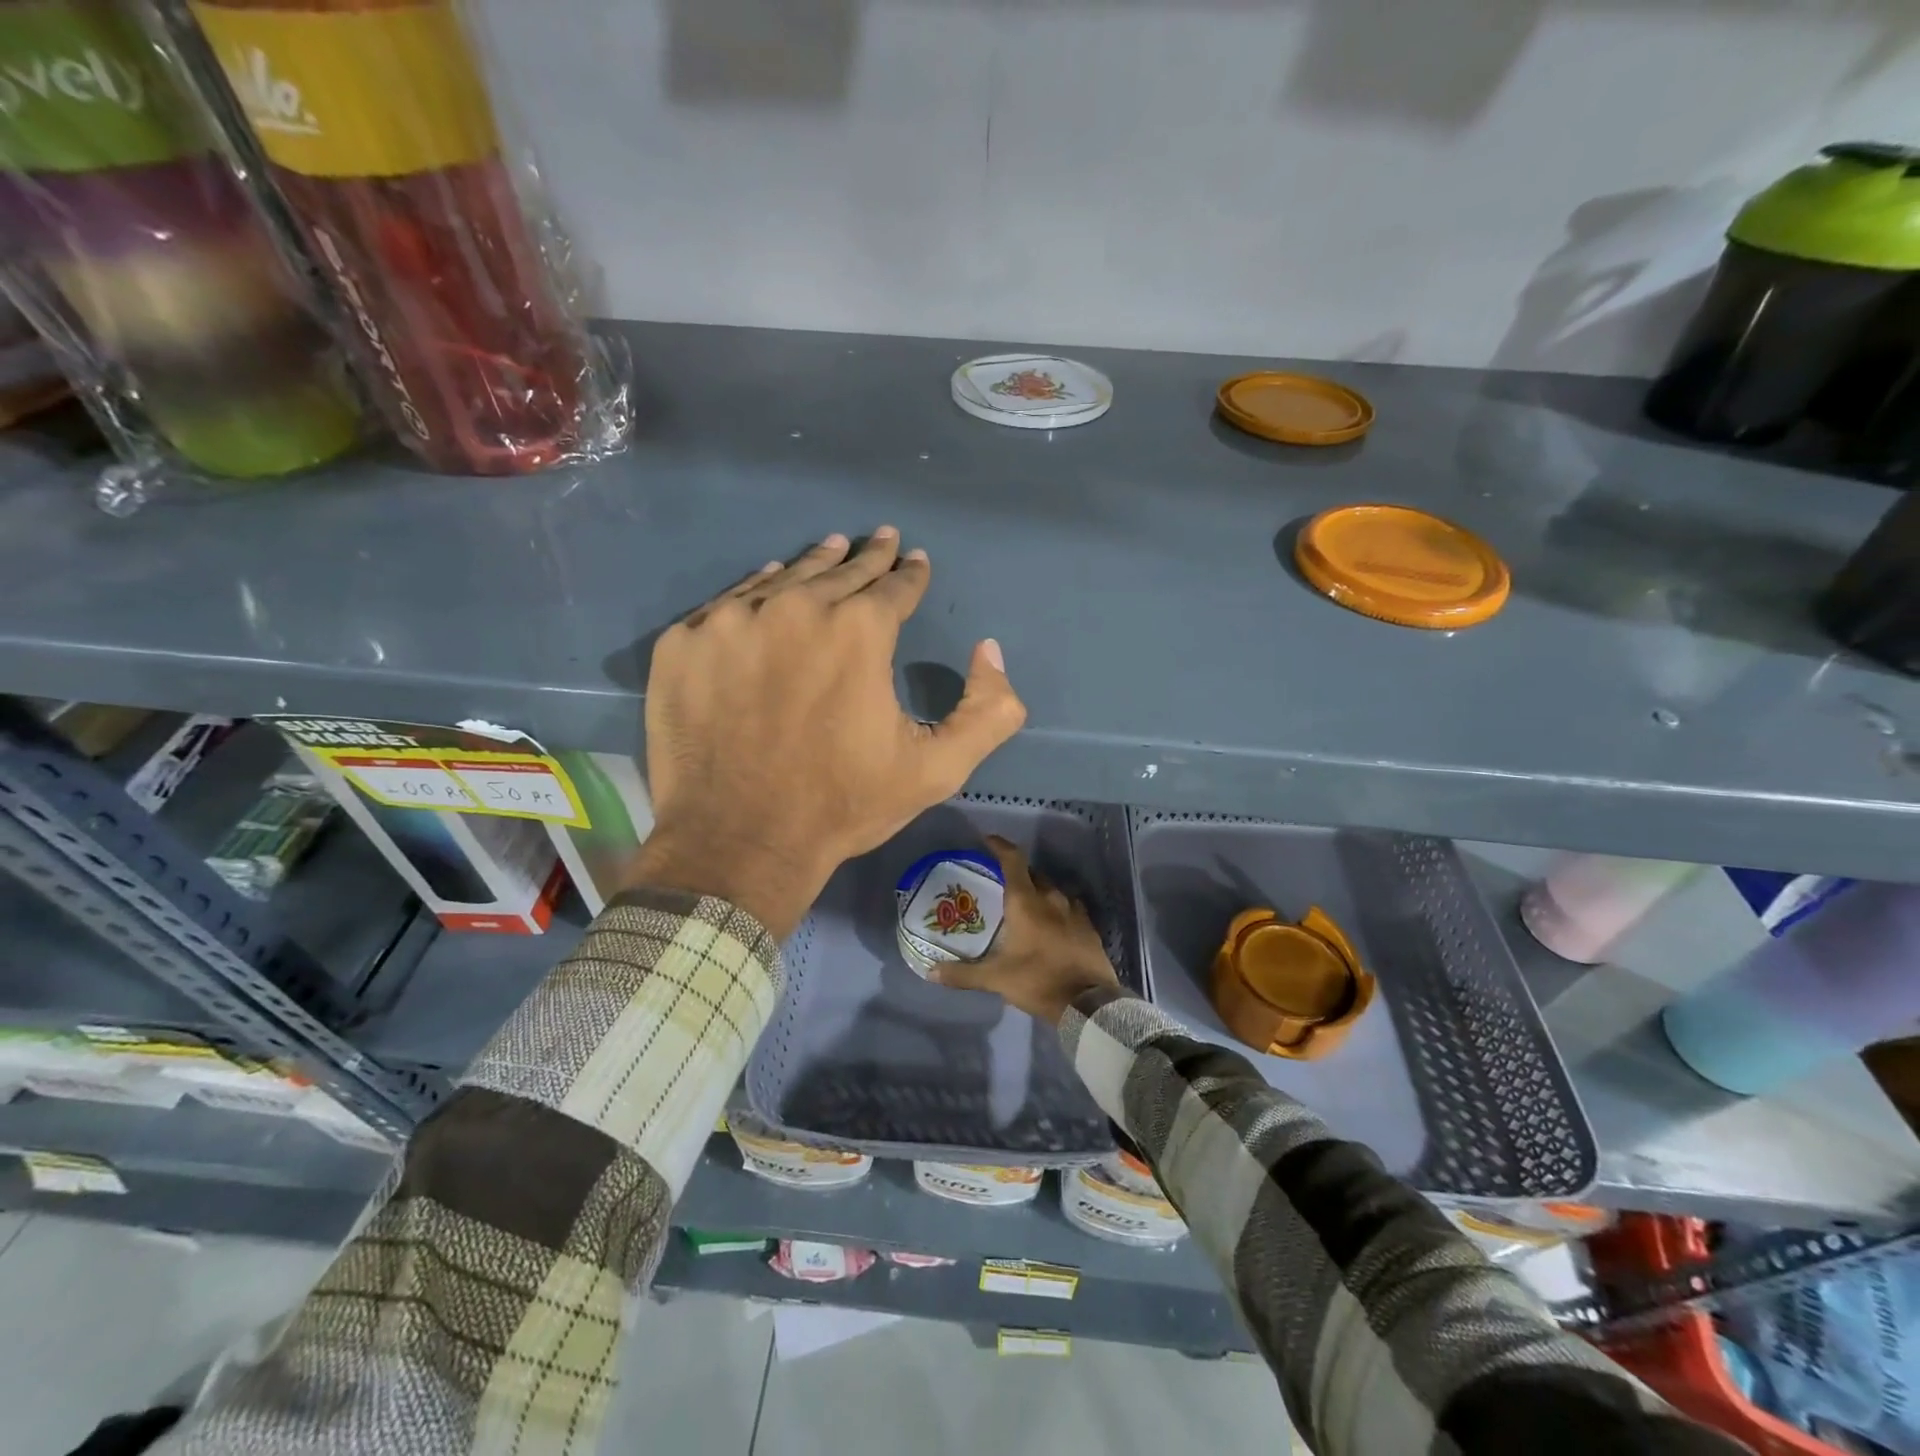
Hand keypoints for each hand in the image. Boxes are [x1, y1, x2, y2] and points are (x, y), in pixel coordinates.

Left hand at [629, 528, 1027, 938]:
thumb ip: (988, 710)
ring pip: (783, 579)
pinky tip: (768, 585)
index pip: (894, 586)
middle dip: (867, 557)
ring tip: (830, 547)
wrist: (738, 842)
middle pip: (840, 572)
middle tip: (880, 538)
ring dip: (814, 565)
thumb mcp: (937, 769)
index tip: (915, 559)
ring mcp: (730, 622)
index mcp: (859, 631)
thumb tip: (989, 650)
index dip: (910, 574)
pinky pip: (728, 603)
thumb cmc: (842, 805)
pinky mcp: (682, 644)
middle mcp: (795, 608)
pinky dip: (755, 592)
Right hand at [930, 835, 1119, 1024]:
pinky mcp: (1089, 925)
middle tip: (1000, 883)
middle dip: (1016, 873)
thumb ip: (963, 974)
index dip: (999, 846)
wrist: (1088, 1002)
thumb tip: (930, 972)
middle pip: (1032, 874)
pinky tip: (1051, 921)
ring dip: (1037, 891)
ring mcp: (1074, 910)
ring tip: (1025, 903)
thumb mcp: (996, 979)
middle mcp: (1051, 897)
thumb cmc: (1038, 981)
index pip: (1013, 860)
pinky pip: (1069, 906)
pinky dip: (1056, 907)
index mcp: (1026, 901)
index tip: (987, 840)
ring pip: (1052, 889)